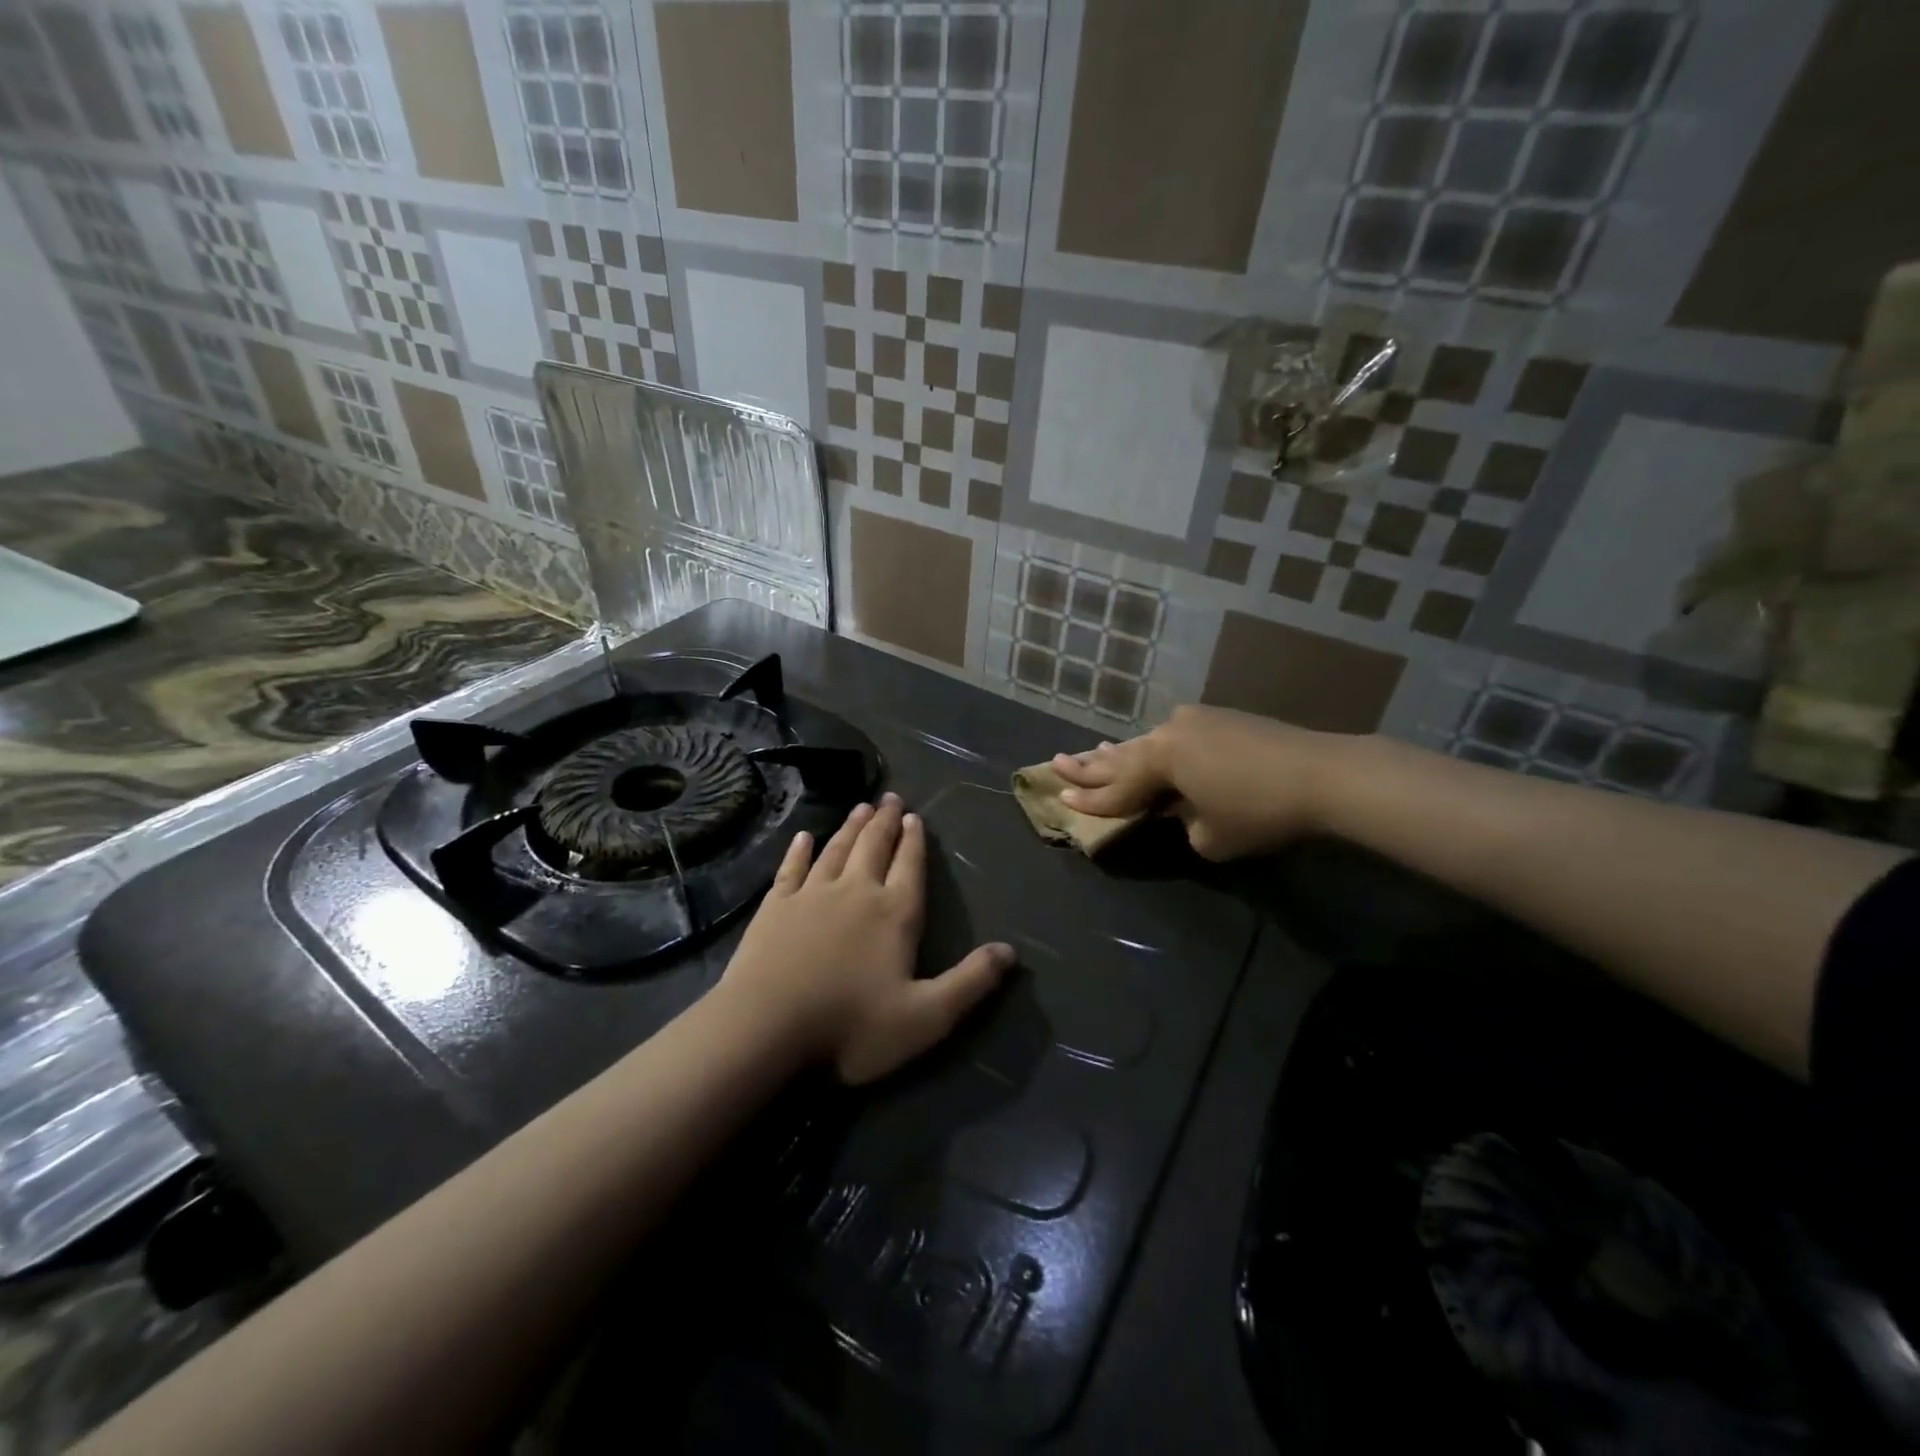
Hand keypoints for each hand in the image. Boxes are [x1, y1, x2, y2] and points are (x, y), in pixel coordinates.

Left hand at [718, 794, 1013, 1083]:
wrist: (766, 1028)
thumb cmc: (851, 1026)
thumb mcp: (926, 1017)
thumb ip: (970, 982)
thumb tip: (1011, 951)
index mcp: (894, 914)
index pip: (909, 867)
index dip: (915, 841)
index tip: (914, 815)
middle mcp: (856, 892)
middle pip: (874, 847)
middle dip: (885, 821)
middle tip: (890, 797)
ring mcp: (811, 895)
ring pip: (836, 850)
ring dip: (850, 827)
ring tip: (861, 807)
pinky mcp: (775, 906)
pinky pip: (791, 868)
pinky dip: (799, 850)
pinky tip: (804, 836)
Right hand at [1049, 705, 1337, 860]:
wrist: (1323, 773)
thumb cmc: (1260, 811)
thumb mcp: (1210, 836)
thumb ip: (1183, 823)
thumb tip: (1184, 810)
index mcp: (1160, 761)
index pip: (1116, 788)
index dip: (1089, 800)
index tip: (1060, 799)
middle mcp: (1168, 734)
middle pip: (1120, 757)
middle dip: (1089, 765)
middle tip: (1056, 762)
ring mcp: (1195, 721)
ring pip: (1146, 743)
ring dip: (1119, 753)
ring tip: (1090, 752)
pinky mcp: (1219, 719)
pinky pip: (1173, 737)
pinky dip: (1153, 748)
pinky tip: (1145, 747)